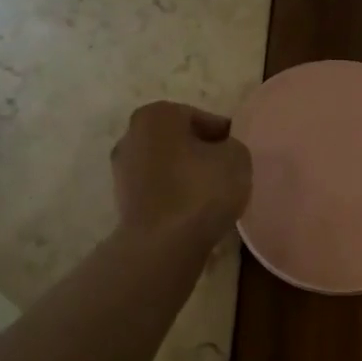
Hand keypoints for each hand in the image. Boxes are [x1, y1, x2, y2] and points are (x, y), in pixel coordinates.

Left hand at [111, 101, 251, 242]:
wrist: (162, 245)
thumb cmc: (201, 191)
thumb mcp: (237, 157)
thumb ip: (232, 146)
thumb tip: (222, 152)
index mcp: (157, 114)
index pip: (203, 119)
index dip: (225, 138)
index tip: (239, 157)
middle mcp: (132, 135)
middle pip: (181, 141)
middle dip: (202, 155)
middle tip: (227, 175)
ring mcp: (122, 170)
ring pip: (168, 167)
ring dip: (188, 177)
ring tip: (213, 198)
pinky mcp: (122, 201)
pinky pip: (159, 191)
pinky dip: (175, 197)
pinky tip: (194, 213)